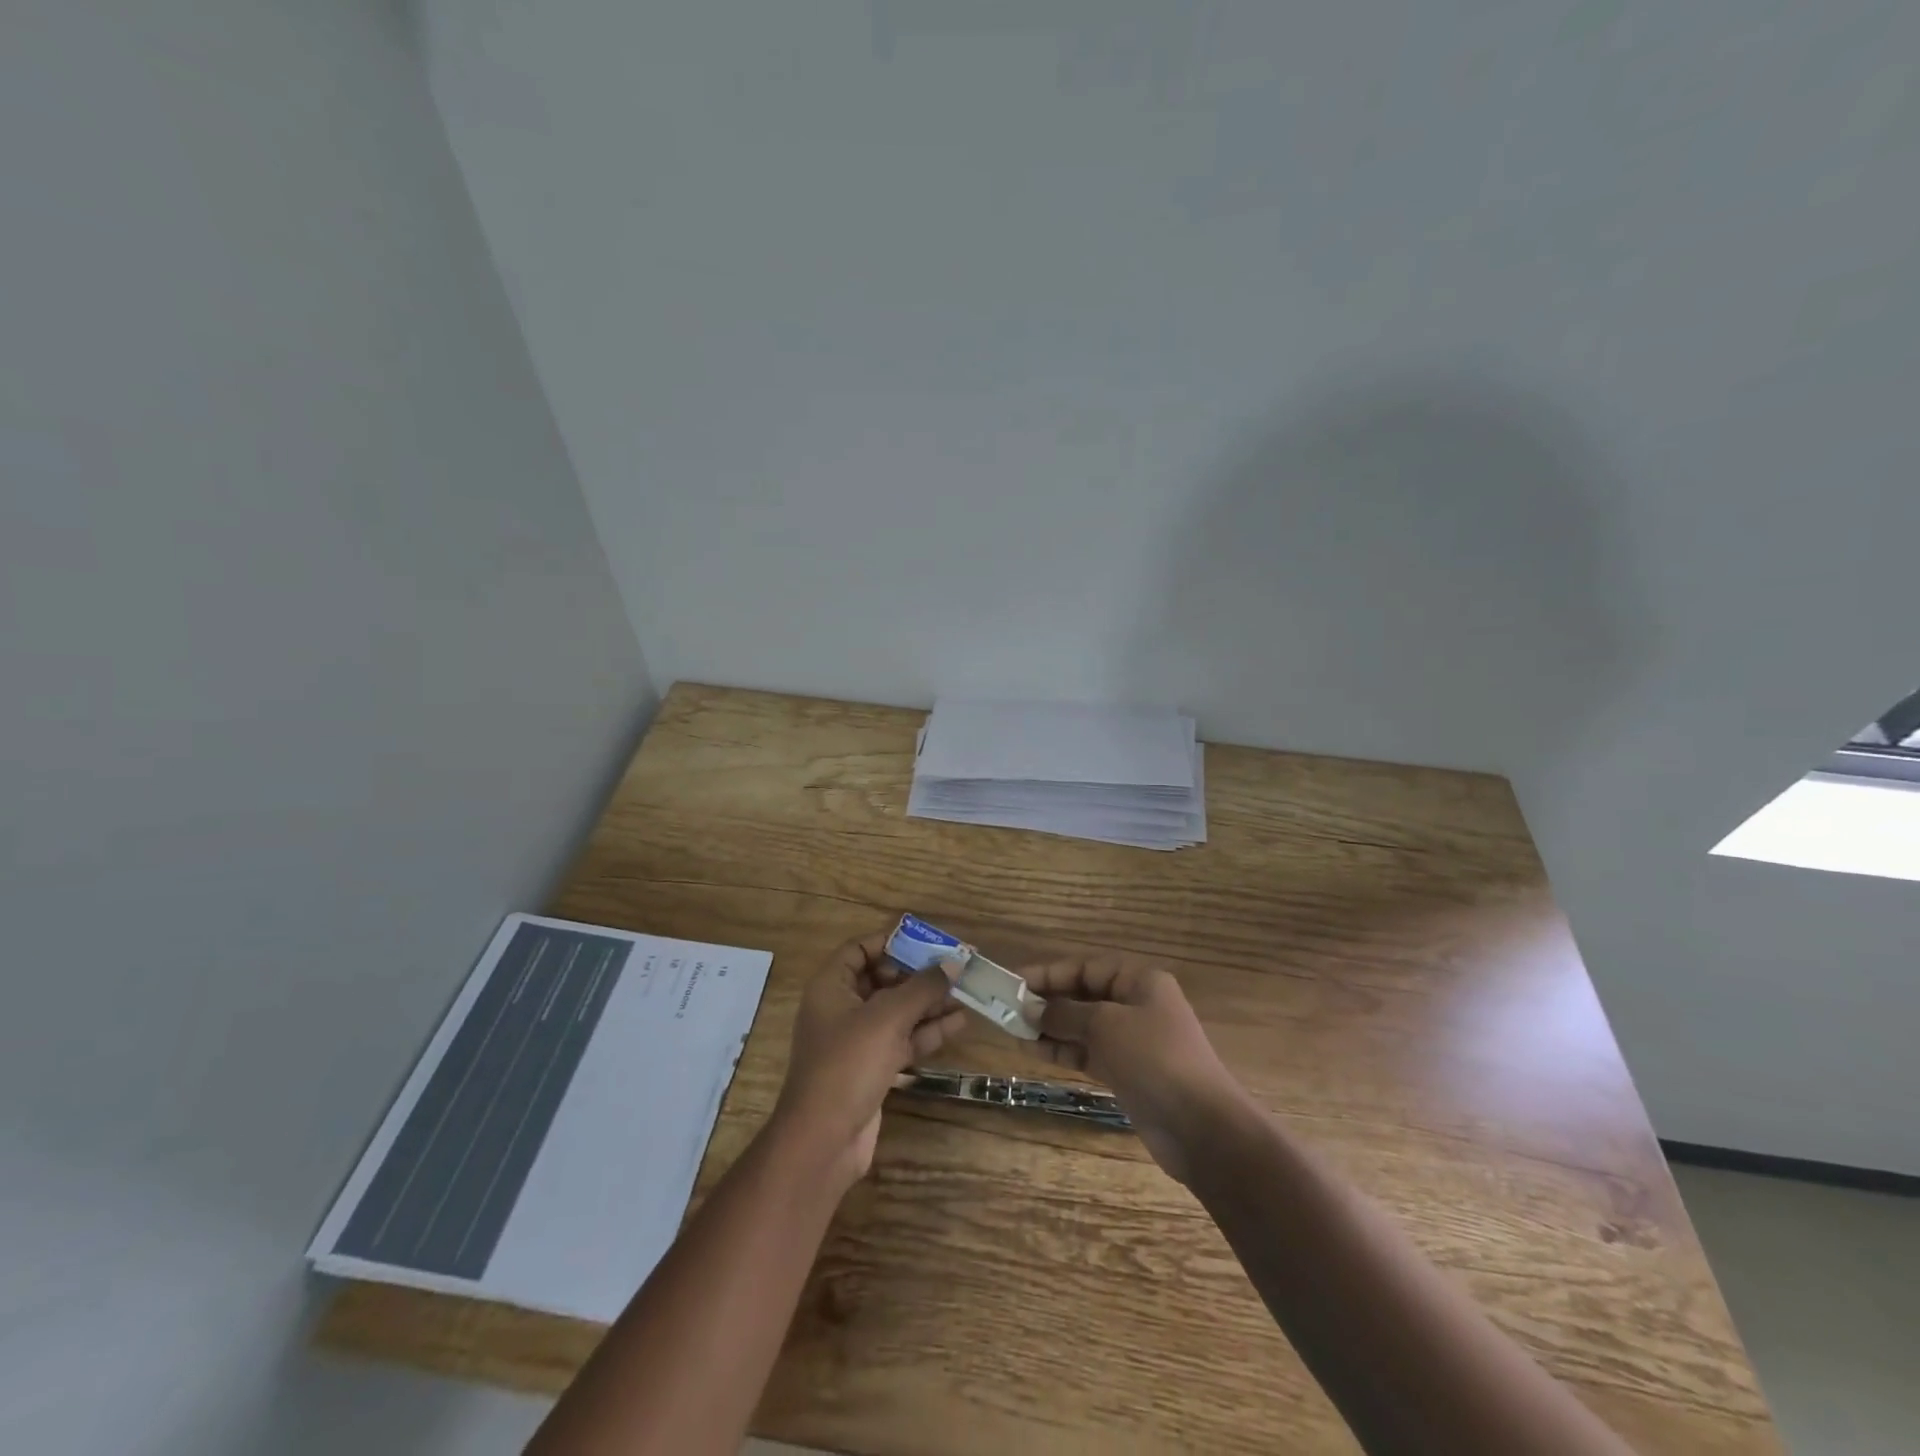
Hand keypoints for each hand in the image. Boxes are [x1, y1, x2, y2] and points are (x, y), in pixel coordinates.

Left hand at [771, 930, 967, 1186]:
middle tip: (956, 967)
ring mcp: (858, 1041)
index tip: (927, 941)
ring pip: (898, 1011)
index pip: (859, 949)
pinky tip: (959, 1022)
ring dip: (930, 1002)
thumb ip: (923, 987)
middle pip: (883, 979)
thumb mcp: (888, 1017)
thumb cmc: (849, 1064)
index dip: (891, 941)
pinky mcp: (873, 1068)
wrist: (824, 1140)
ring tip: (968, 992)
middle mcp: (842, 1008)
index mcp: (831, 986)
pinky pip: (903, 1039)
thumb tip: (953, 963)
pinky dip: (928, 1031)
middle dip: (920, 974)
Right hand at [1021, 953, 1245, 1183]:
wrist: (1200, 1128)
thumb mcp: (1104, 1025)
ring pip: (1084, 1027)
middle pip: (1085, 996)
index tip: (1016, 982)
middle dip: (1049, 1001)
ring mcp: (1134, 1042)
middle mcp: (1138, 1006)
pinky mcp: (1129, 1073)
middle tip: (1010, 1009)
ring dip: (1052, 1028)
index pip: (1087, 968)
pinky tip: (1036, 1051)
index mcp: (1140, 982)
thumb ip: (1065, 1013)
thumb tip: (1032, 1007)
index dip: (1050, 973)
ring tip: (1015, 1031)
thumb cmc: (1153, 1059)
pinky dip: (1065, 1051)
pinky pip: (1089, 1053)